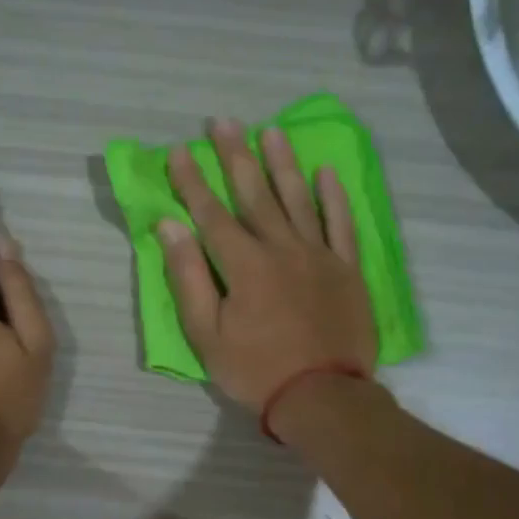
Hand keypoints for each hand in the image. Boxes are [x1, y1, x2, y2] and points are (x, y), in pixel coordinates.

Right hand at [159, 119, 376, 414]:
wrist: (323, 397)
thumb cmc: (256, 371)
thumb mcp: (206, 335)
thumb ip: (188, 278)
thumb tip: (171, 227)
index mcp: (244, 264)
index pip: (211, 213)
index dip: (193, 181)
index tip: (180, 150)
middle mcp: (282, 248)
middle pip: (254, 194)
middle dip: (235, 156)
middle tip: (223, 122)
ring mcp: (320, 255)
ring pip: (298, 199)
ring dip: (282, 163)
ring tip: (271, 131)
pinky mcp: (347, 269)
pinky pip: (341, 224)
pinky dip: (333, 197)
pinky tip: (326, 173)